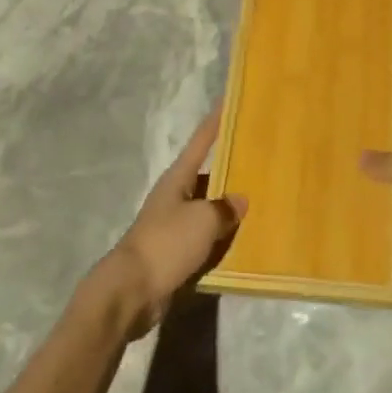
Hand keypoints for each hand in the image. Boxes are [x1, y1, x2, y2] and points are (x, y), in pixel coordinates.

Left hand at [100, 107, 246, 332]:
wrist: (131, 292)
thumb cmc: (166, 243)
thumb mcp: (202, 220)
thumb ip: (224, 208)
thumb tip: (239, 200)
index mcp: (179, 177)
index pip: (201, 140)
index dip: (216, 121)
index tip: (229, 100)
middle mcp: (176, 195)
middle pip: (208, 175)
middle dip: (231, 167)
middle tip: (260, 157)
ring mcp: (175, 225)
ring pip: (208, 208)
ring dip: (228, 207)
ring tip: (260, 199)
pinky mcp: (176, 253)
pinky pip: (206, 239)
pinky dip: (222, 238)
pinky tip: (243, 241)